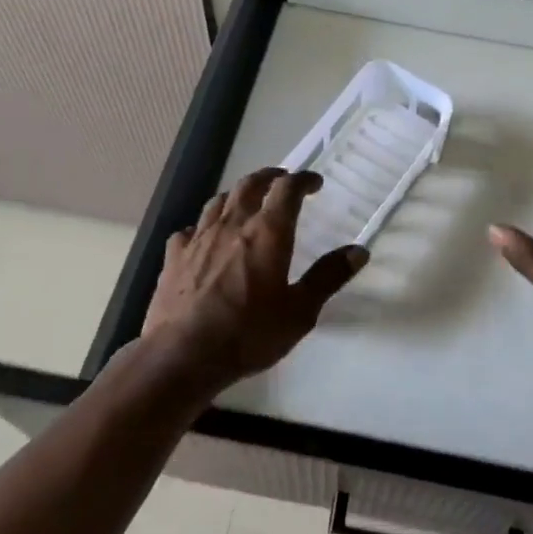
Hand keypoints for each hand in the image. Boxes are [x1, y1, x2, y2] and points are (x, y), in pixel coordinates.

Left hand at [144, 167, 367, 383]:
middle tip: (282, 181)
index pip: (288, 189)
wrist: (183, 356)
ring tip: (247, 202)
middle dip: (270, 177)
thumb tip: (358, 251)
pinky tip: (204, 237)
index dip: (303, 180)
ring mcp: (199, 238)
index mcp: (268, 233)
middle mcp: (233, 225)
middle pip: (250, 185)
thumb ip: (328, 277)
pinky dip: (203, 226)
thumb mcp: (300, 311)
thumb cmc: (248, 334)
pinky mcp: (174, 257)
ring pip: (219, 201)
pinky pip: (190, 230)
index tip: (315, 183)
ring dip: (237, 195)